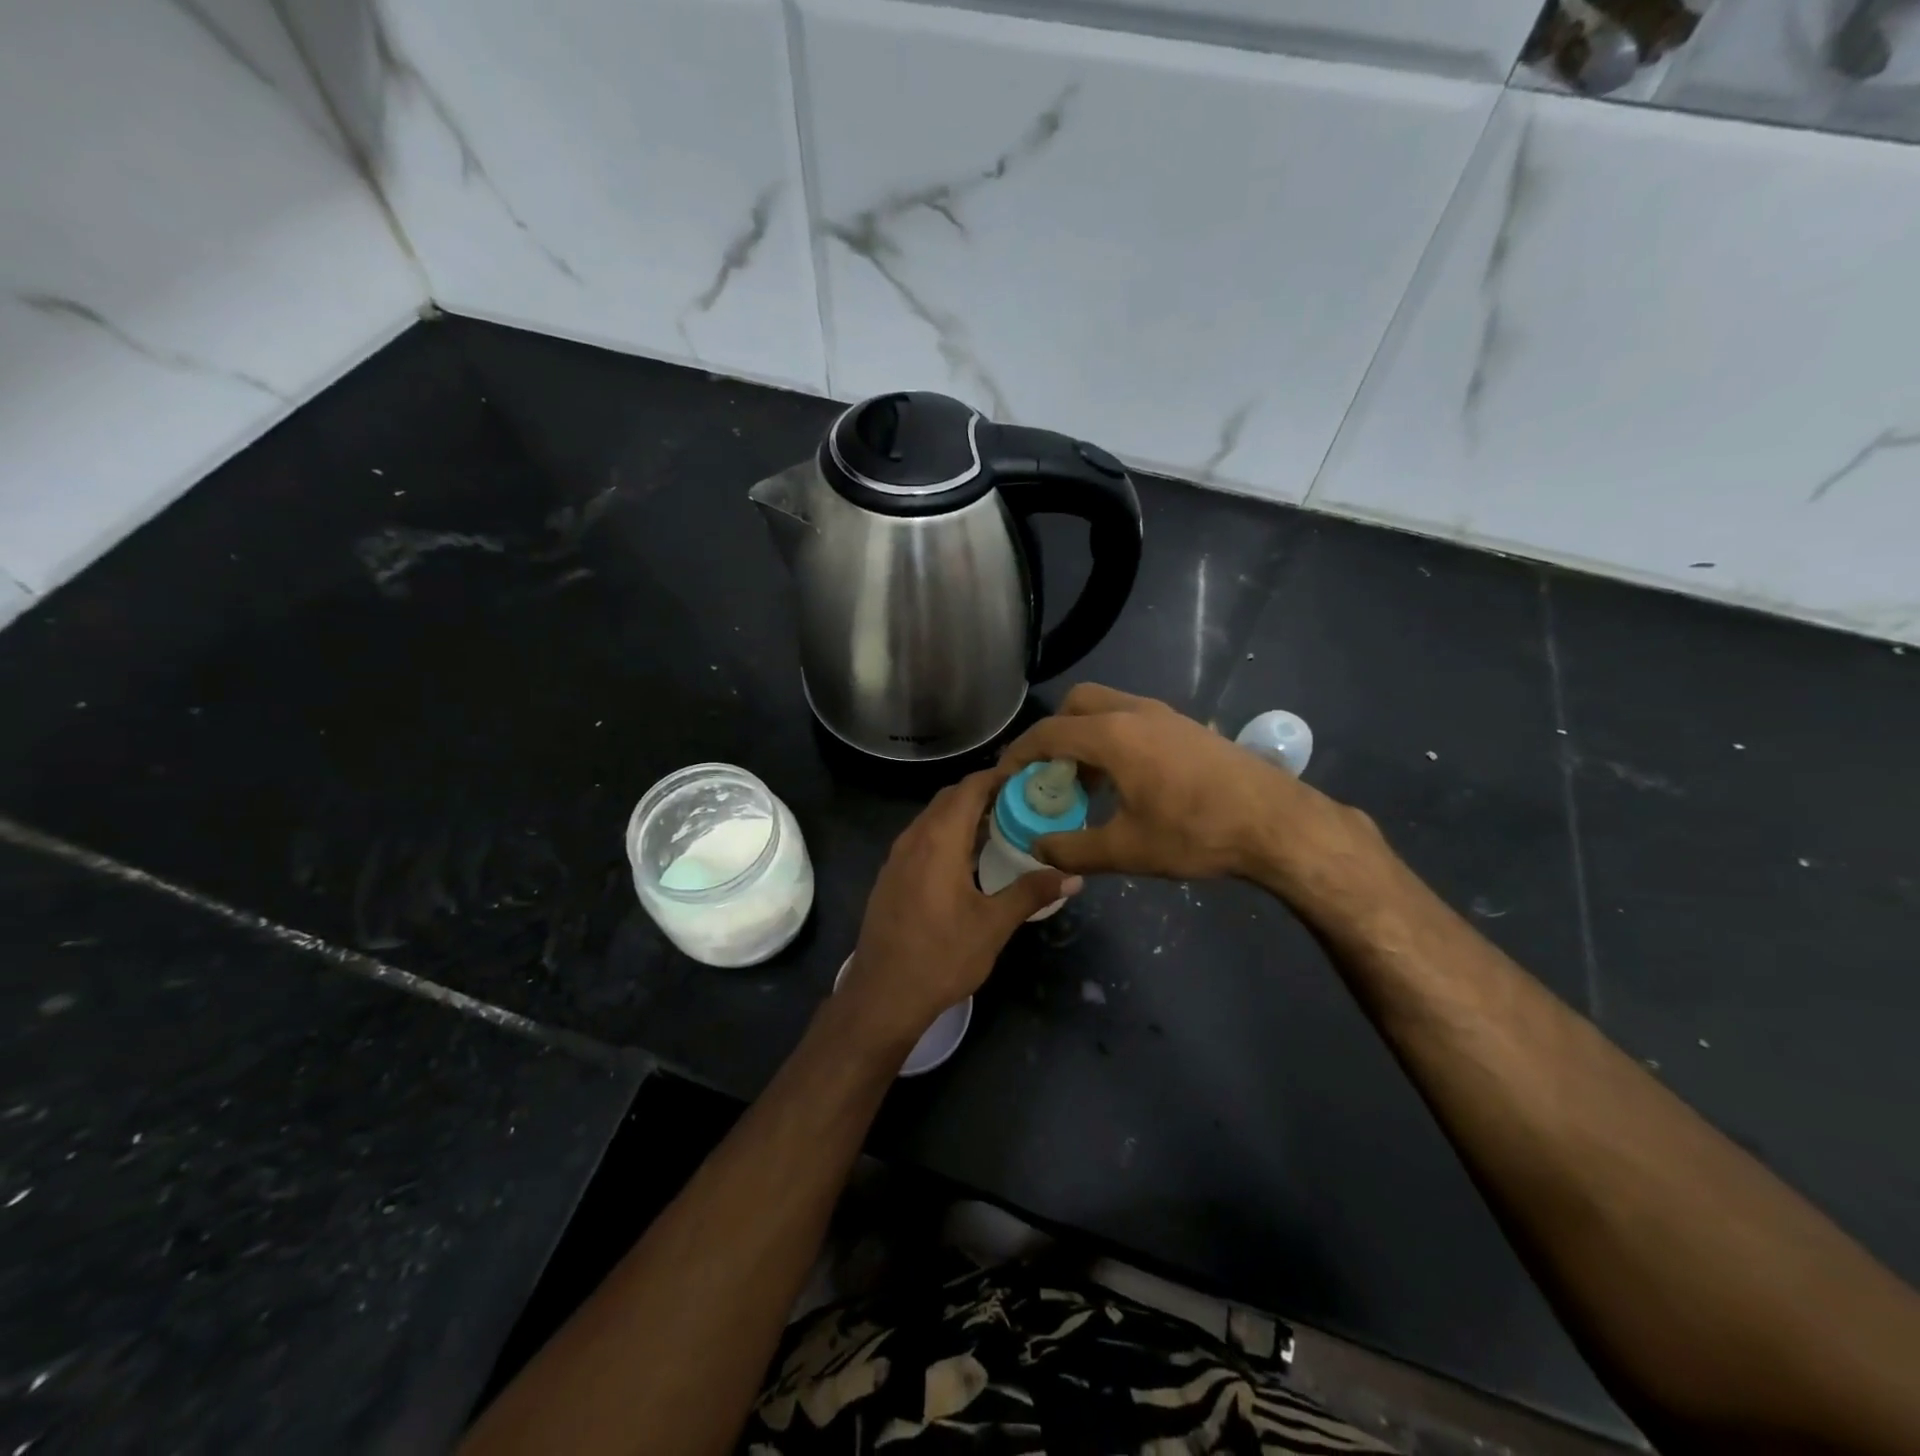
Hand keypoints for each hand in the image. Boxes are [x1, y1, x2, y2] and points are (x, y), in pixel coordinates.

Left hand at [837, 769, 1080, 1052]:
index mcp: (939, 840)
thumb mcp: (993, 925)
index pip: (970, 787)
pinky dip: (947, 833)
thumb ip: (1031, 893)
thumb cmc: (942, 956)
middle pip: (950, 797)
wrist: (883, 994)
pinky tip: (968, 857)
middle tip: (1022, 801)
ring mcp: (897, 856)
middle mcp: (914, 837)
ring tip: (1001, 825)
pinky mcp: (891, 875)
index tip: (1029, 777)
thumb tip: (1073, 876)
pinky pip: (922, 837)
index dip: (998, 776)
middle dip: (984, 792)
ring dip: (964, 813)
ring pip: (933, 817)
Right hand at [999, 683, 1378, 898]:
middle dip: (1053, 734)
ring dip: (1086, 736)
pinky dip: (1113, 738)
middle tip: (1050, 774)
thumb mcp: (1127, 850)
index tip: (1004, 778)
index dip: (1018, 755)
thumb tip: (1038, 847)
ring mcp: (1165, 715)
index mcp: (1113, 735)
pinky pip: (1133, 718)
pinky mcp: (1187, 726)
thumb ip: (1073, 849)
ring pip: (1108, 707)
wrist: (1277, 823)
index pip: (1047, 733)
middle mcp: (1135, 712)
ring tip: (1086, 783)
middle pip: (1076, 705)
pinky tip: (1127, 781)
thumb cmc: (1196, 833)